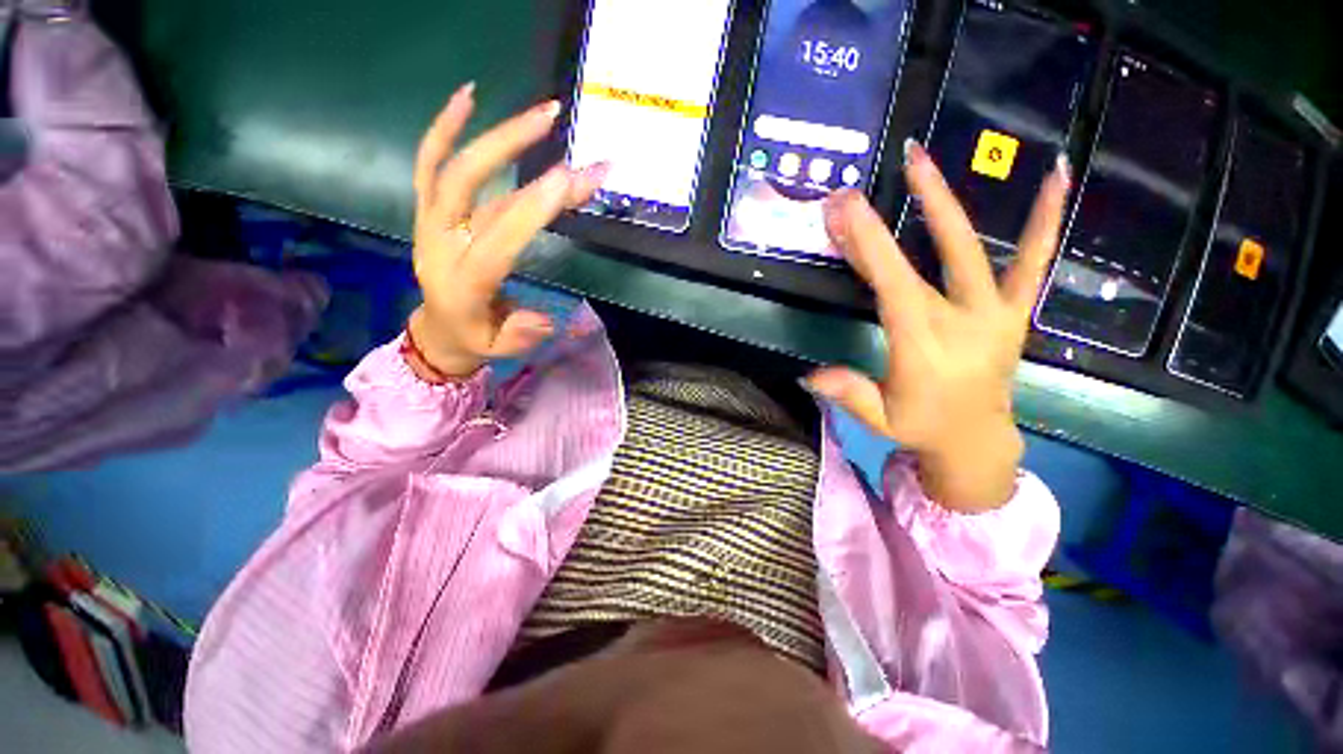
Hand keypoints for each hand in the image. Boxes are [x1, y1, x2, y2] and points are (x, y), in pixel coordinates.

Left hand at [406, 83, 608, 379]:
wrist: (439, 328)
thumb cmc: (477, 337)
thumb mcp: (501, 349)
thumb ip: (521, 334)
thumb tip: (543, 317)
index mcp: (463, 283)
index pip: (497, 240)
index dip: (531, 210)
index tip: (568, 179)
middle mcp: (440, 243)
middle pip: (468, 185)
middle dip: (511, 148)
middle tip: (556, 122)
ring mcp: (430, 221)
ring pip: (455, 167)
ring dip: (496, 134)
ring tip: (540, 110)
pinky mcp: (427, 210)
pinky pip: (429, 162)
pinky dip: (444, 127)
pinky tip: (468, 96)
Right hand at [806, 141, 1069, 512]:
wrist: (977, 440)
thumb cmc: (922, 427)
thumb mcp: (881, 420)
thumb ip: (850, 394)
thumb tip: (809, 376)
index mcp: (923, 345)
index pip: (891, 286)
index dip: (867, 246)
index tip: (841, 211)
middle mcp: (960, 321)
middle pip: (919, 262)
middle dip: (880, 225)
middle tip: (851, 193)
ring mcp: (992, 312)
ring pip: (969, 249)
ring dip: (943, 202)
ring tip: (921, 158)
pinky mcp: (1012, 311)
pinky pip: (1034, 262)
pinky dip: (1046, 220)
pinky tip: (1057, 174)